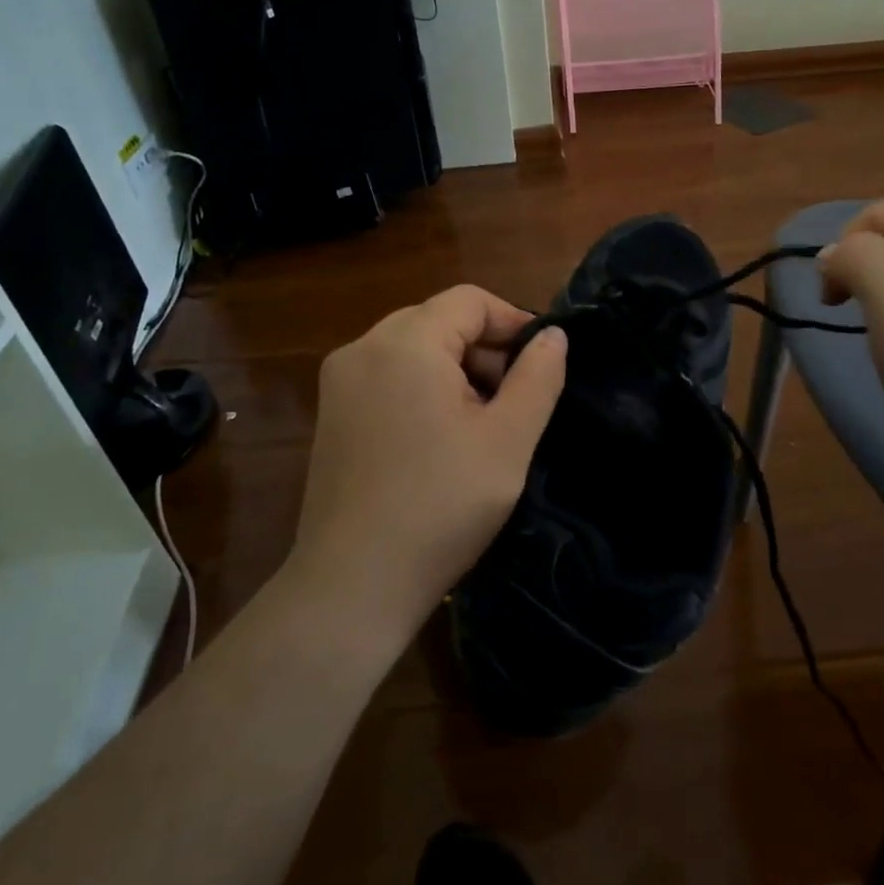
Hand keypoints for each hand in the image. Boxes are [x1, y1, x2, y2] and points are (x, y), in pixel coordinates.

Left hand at [284, 286, 566, 653]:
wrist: (354, 584)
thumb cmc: (441, 506)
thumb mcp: (508, 440)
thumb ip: (538, 377)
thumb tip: (553, 336)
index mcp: (405, 342)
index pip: (469, 300)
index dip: (513, 322)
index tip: (541, 364)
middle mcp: (363, 348)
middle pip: (439, 320)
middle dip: (485, 350)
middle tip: (514, 401)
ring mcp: (339, 381)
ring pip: (413, 349)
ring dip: (455, 370)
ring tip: (481, 424)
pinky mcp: (330, 413)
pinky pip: (387, 376)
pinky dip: (422, 389)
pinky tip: (440, 439)